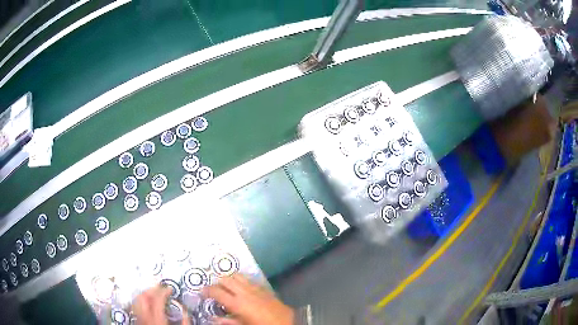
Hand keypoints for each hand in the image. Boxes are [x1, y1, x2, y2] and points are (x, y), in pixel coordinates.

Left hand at [133, 285, 189, 324]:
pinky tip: (147, 304)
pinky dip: (140, 302)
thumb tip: (185, 312)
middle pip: (143, 297)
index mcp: (157, 319)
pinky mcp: (137, 322)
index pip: (157, 299)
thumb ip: (184, 323)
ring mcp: (139, 319)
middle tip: (159, 288)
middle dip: (151, 289)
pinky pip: (135, 307)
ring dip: (144, 294)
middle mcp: (145, 317)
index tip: (169, 288)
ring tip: (152, 293)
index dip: (163, 291)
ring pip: (136, 301)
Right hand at [203, 274, 293, 324]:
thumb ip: (229, 322)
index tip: (202, 293)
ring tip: (225, 286)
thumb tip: (214, 319)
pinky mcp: (263, 287)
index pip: (216, 292)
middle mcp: (244, 292)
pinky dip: (240, 280)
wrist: (287, 323)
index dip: (207, 291)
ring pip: (236, 275)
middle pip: (225, 279)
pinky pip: (248, 279)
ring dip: (228, 279)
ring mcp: (254, 288)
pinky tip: (240, 286)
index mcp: (237, 303)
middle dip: (217, 283)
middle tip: (213, 290)